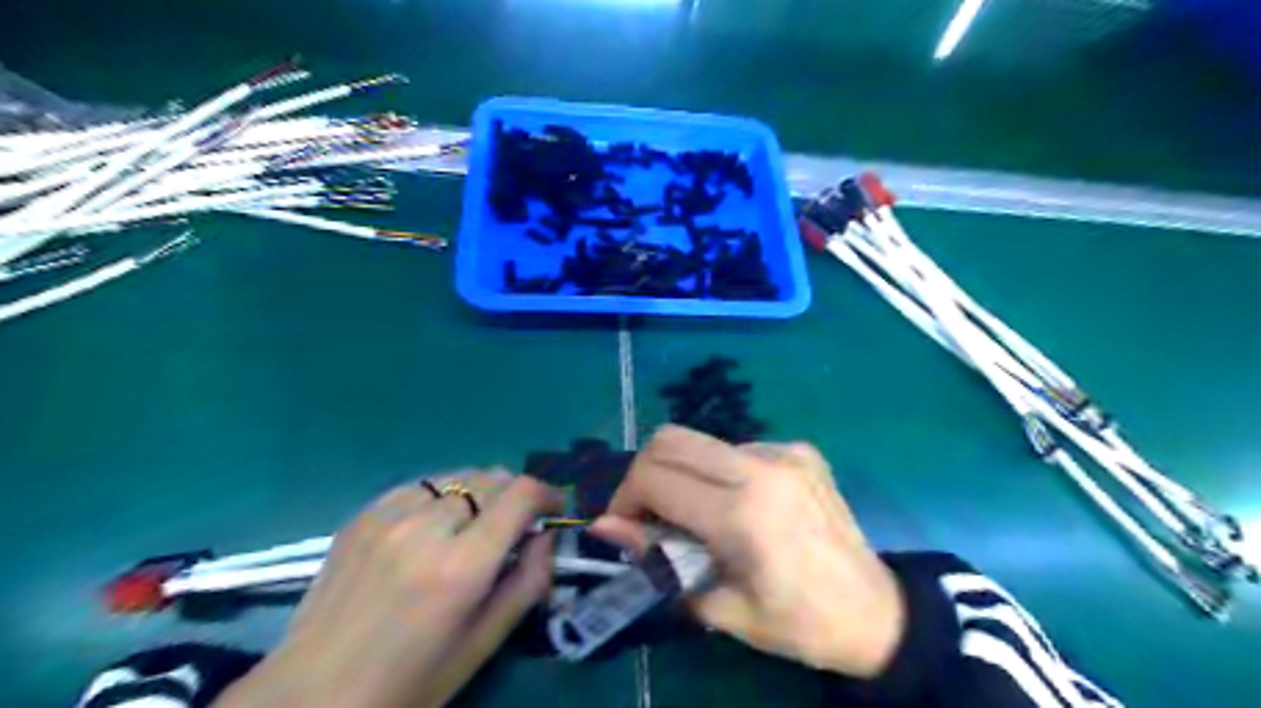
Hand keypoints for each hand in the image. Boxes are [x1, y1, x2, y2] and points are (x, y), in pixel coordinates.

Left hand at [216, 470, 562, 706]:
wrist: (312, 696)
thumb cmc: (410, 681)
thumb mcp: (484, 643)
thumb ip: (528, 582)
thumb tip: (547, 536)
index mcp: (461, 567)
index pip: (521, 494)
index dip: (548, 494)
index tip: (554, 510)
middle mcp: (426, 528)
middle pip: (491, 478)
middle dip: (514, 497)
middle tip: (514, 526)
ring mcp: (388, 516)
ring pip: (457, 477)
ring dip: (478, 493)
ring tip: (474, 524)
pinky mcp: (362, 514)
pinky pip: (421, 485)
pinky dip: (441, 497)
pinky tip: (433, 526)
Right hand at [595, 427, 905, 679]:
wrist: (876, 612)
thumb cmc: (797, 623)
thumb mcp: (720, 606)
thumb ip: (657, 560)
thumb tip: (607, 526)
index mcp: (742, 514)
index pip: (654, 477)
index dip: (625, 499)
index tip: (624, 526)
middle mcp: (761, 467)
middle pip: (670, 438)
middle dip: (644, 473)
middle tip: (648, 513)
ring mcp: (784, 451)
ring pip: (700, 441)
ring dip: (682, 472)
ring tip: (695, 514)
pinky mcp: (800, 449)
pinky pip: (736, 449)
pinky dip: (718, 473)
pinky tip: (739, 505)